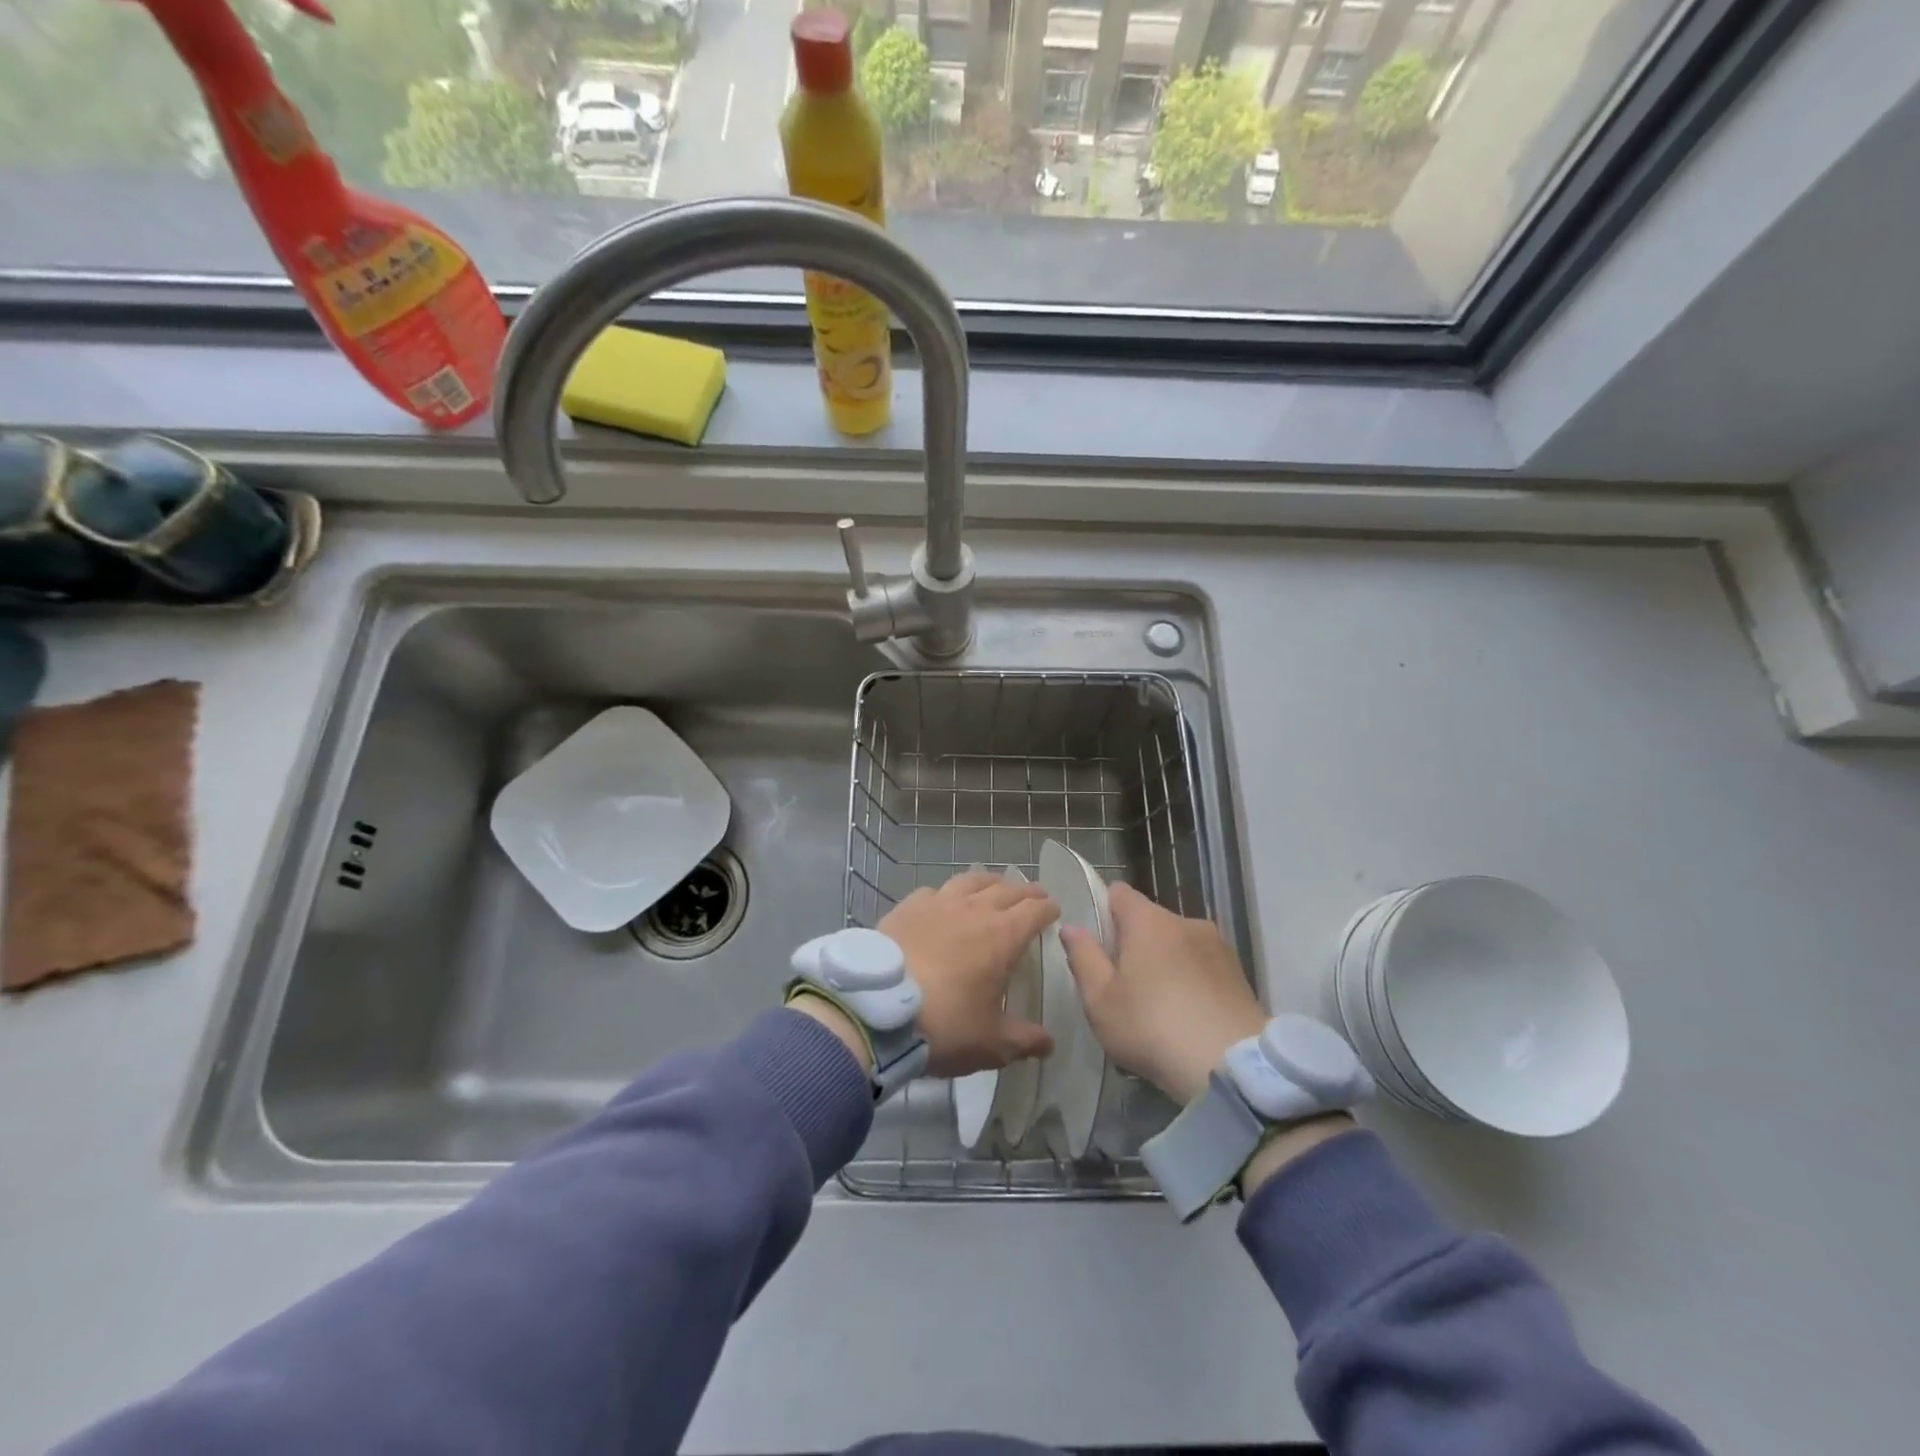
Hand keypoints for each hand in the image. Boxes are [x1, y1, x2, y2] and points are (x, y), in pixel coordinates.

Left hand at [880, 871, 1057, 1076]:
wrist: (875, 1010)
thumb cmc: (943, 1025)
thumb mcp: (990, 1044)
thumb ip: (1023, 1040)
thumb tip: (1048, 1043)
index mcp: (1003, 936)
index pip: (1035, 910)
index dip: (1048, 909)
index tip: (1053, 912)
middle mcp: (974, 910)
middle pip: (1007, 889)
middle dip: (1025, 892)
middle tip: (1033, 897)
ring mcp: (938, 903)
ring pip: (971, 880)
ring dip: (989, 882)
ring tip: (994, 887)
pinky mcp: (907, 906)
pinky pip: (935, 891)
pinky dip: (947, 894)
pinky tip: (943, 903)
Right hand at [1061, 881, 1266, 1105]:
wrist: (1232, 1067)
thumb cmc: (1152, 1028)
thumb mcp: (1100, 1000)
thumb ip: (1083, 958)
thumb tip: (1072, 928)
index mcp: (1148, 921)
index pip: (1119, 893)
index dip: (1104, 911)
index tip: (1097, 944)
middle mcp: (1185, 921)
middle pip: (1149, 920)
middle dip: (1134, 943)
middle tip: (1122, 985)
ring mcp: (1218, 946)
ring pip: (1178, 943)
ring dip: (1165, 962)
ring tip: (1159, 1007)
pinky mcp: (1239, 973)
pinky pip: (1203, 965)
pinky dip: (1191, 981)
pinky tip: (1188, 1016)